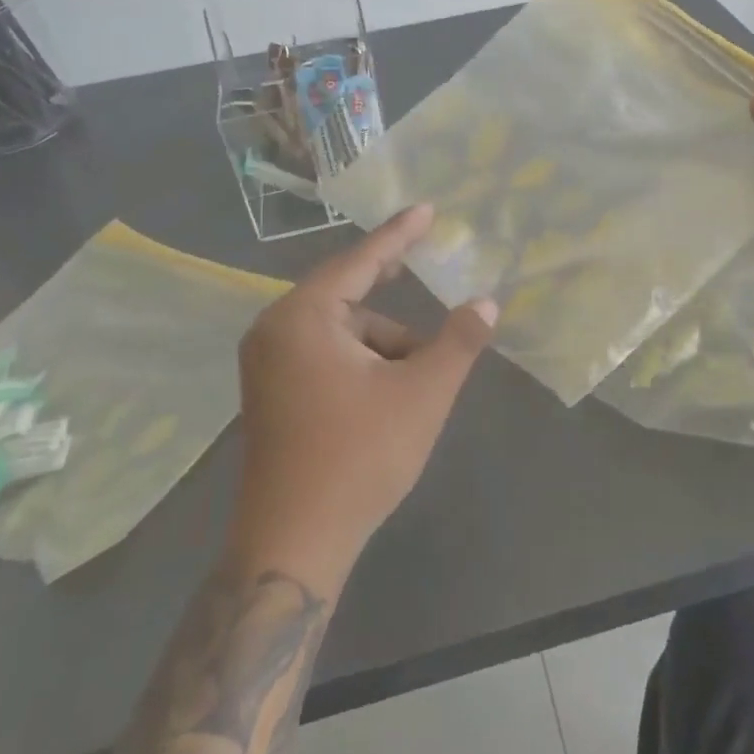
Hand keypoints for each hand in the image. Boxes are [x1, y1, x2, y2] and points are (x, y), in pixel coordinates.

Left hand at [229, 205, 497, 587]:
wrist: (293, 545)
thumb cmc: (359, 457)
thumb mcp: (422, 394)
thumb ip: (457, 342)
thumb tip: (486, 305)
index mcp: (302, 317)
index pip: (360, 260)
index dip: (399, 235)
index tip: (425, 209)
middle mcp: (274, 330)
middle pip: (348, 296)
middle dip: (393, 296)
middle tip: (426, 269)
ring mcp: (267, 364)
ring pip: (340, 331)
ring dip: (382, 344)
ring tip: (417, 381)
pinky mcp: (270, 393)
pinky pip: (323, 354)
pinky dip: (360, 362)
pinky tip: (387, 395)